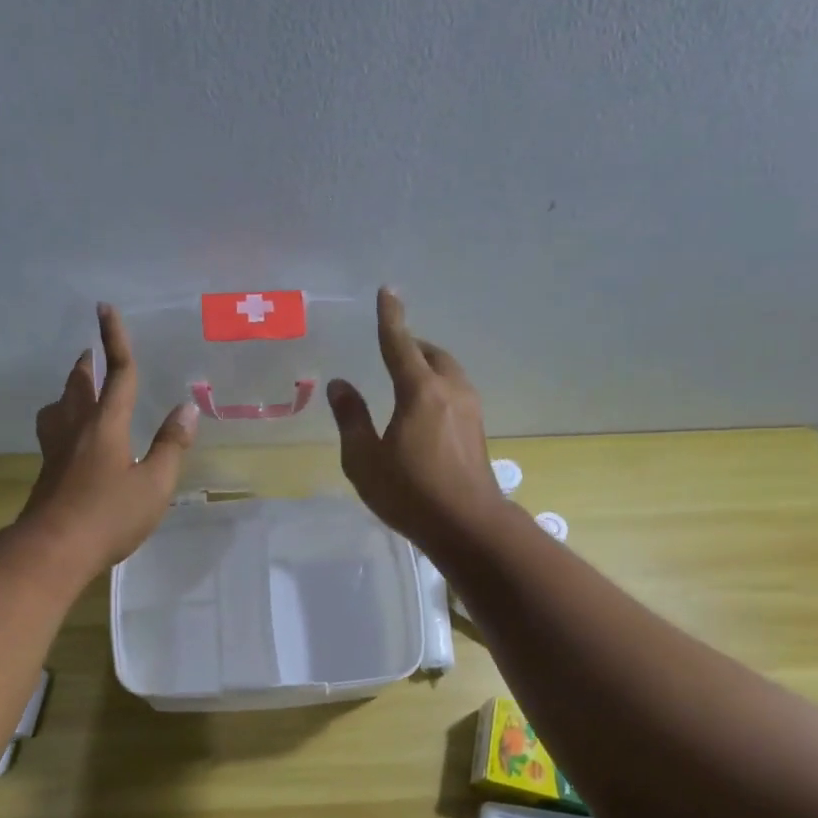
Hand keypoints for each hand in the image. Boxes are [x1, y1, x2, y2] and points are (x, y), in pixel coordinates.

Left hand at [18, 304, 198, 571]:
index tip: (105, 308)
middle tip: (93, 352)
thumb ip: (171, 446)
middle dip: (89, 364)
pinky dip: (62, 417)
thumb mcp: (154, 485)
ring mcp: (57, 449)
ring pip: (59, 405)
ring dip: (70, 389)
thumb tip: (186, 409)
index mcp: (106, 425)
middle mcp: (77, 428)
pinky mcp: (48, 470)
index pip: (117, 374)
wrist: (53, 549)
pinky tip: (70, 436)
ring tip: (80, 389)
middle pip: (79, 385)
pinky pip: (53, 429)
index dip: (115, 340)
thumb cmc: (109, 516)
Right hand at [327, 287, 505, 554]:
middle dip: (411, 344)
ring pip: (448, 372)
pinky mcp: (478, 429)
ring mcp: (470, 410)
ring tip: (406, 377)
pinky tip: (425, 409)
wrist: (468, 525)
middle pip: (431, 353)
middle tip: (392, 348)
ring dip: (428, 365)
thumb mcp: (365, 460)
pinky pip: (455, 392)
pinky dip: (438, 386)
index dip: (390, 317)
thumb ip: (351, 418)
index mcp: (419, 391)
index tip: (387, 292)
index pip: (399, 344)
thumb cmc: (410, 493)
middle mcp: (449, 391)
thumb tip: (340, 385)